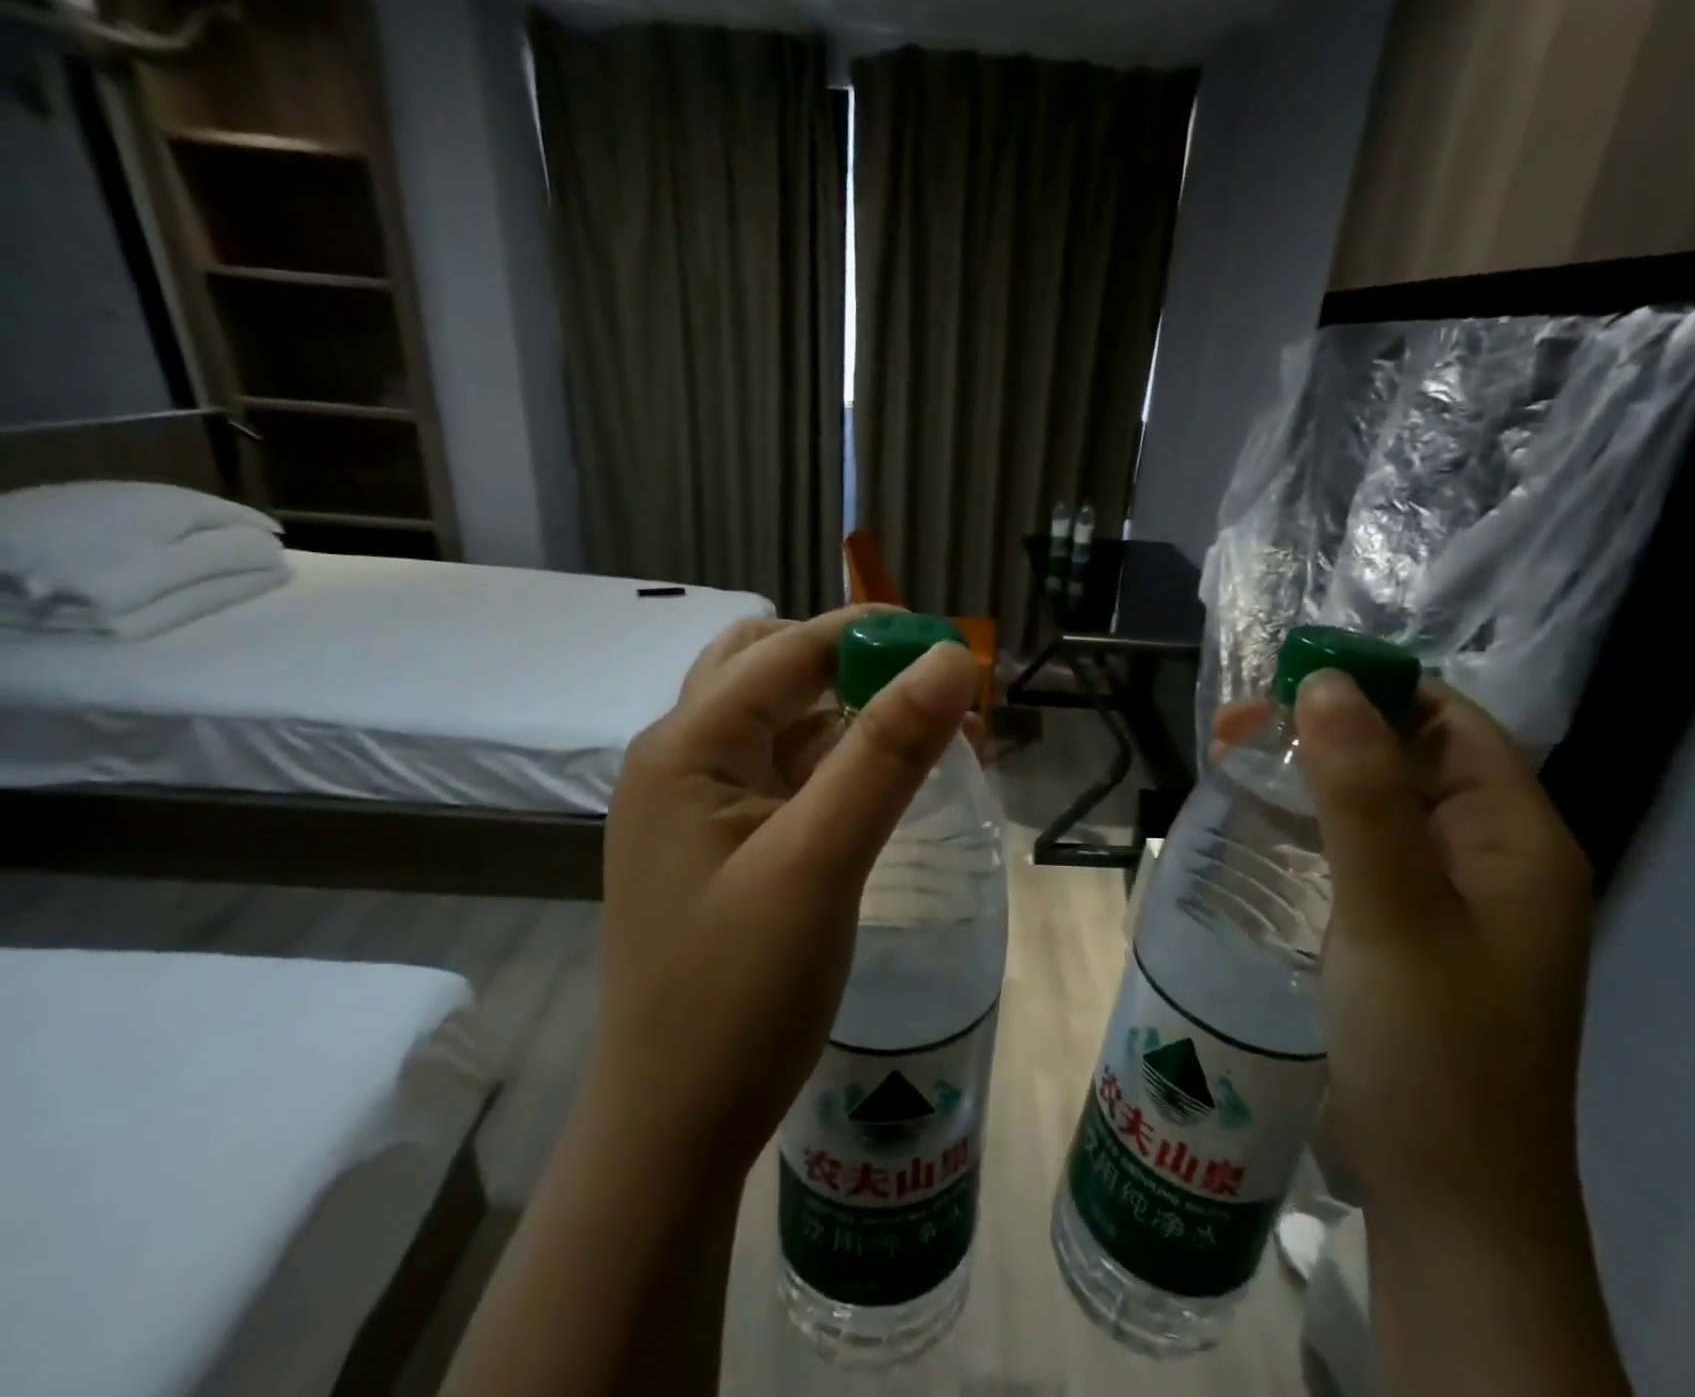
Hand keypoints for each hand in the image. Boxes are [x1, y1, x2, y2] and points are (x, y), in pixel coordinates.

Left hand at [594, 606, 981, 1172]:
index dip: (871, 635)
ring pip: (781, 721)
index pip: (789, 650)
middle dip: (852, 663)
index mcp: (687, 746)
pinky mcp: (722, 842)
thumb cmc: (740, 993)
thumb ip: (886, 752)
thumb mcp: (821, 860)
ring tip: (928, 729)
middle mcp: (683, 758)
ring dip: (851, 711)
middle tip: (927, 688)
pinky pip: (785, 773)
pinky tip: (888, 780)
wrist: (675, 1126)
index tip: (952, 647)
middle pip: (770, 668)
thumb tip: (952, 659)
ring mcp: (698, 803)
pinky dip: (838, 761)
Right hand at [1214, 675, 1593, 1228]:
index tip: (1285, 682)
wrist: (1442, 1196)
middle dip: (1320, 731)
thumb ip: (1362, 793)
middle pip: (1402, 759)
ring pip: (1368, 804)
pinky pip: (1350, 850)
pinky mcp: (1396, 931)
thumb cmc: (1432, 1046)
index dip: (1372, 689)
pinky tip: (1253, 822)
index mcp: (1515, 838)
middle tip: (1233, 728)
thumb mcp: (1395, 909)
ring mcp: (1438, 897)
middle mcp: (1484, 858)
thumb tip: (1325, 682)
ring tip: (1226, 759)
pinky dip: (1303, 824)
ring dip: (1303, 775)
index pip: (1447, 722)